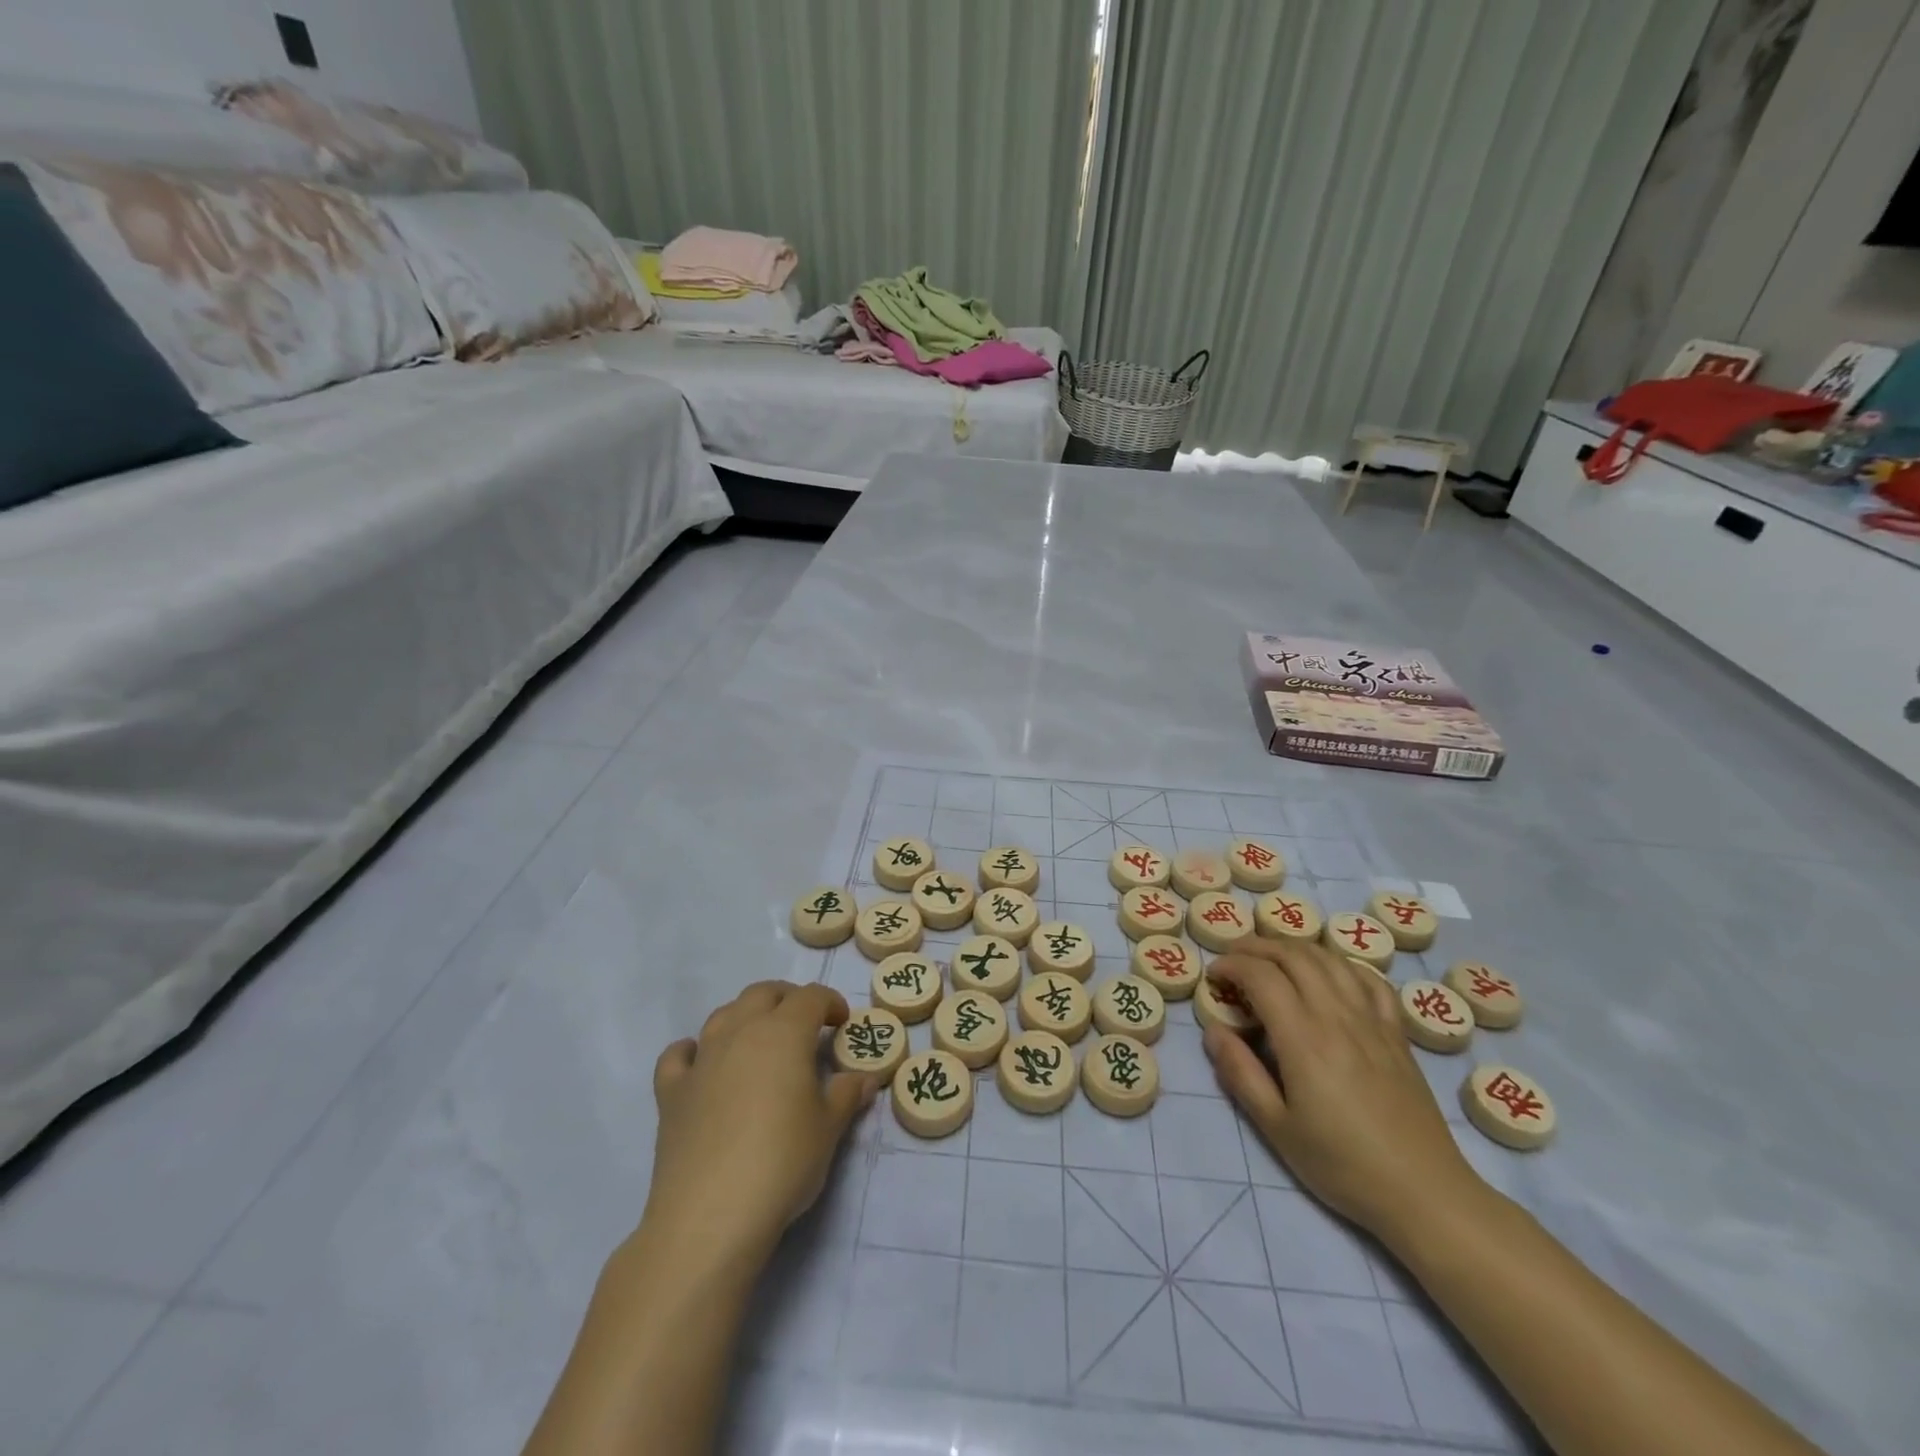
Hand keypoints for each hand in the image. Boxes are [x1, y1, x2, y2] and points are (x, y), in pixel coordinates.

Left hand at [642, 981, 878, 1270]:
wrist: (711, 1215)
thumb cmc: (782, 1162)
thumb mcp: (828, 1129)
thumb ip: (846, 1095)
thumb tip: (864, 1077)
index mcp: (784, 1033)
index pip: (811, 997)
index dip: (830, 1002)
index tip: (842, 1022)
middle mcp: (741, 1032)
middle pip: (764, 993)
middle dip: (788, 1000)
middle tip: (805, 1025)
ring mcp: (702, 1059)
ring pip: (724, 1014)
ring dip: (746, 1017)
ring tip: (761, 1041)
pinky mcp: (671, 1092)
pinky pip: (679, 1054)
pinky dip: (693, 1051)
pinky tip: (702, 1064)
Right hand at [1203, 939, 1484, 1240]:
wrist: (1424, 1193)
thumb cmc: (1342, 1165)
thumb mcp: (1276, 1127)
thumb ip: (1240, 1073)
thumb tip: (1213, 1031)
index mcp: (1304, 1039)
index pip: (1261, 976)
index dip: (1232, 964)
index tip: (1213, 975)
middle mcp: (1338, 1017)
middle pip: (1294, 955)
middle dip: (1257, 946)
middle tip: (1234, 956)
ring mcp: (1372, 1021)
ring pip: (1330, 959)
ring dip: (1294, 948)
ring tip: (1272, 958)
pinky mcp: (1397, 1033)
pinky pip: (1369, 979)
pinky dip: (1341, 964)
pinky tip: (1329, 974)